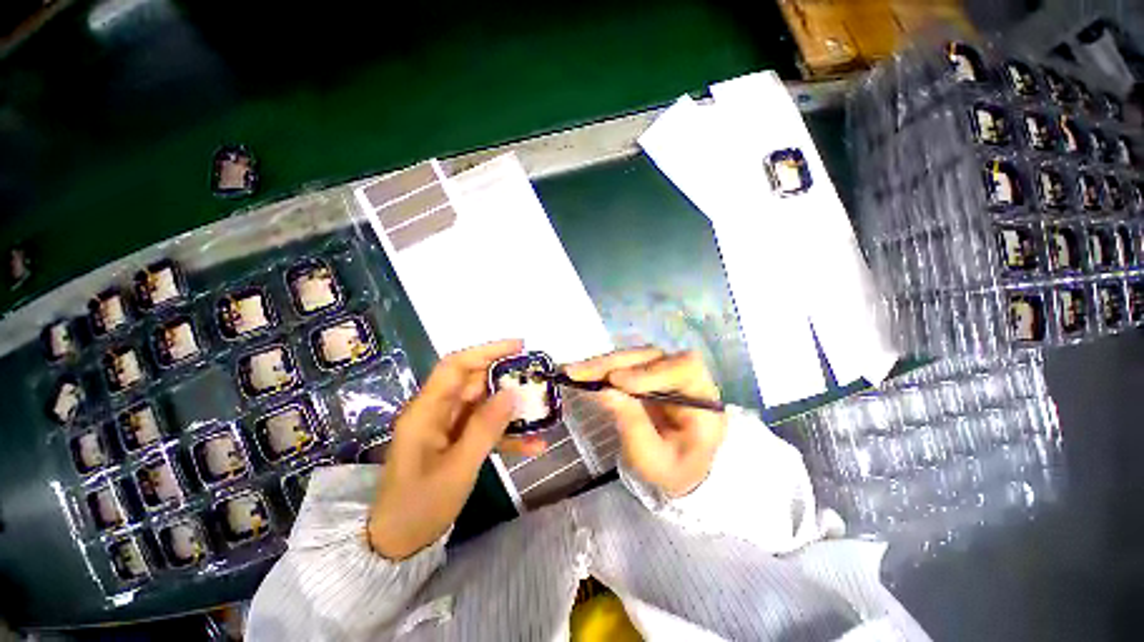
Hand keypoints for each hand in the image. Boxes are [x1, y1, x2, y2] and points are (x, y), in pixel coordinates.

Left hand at [368, 339, 524, 559]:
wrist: (398, 545)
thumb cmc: (420, 507)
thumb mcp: (457, 469)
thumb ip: (485, 429)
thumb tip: (511, 393)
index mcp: (426, 411)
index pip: (455, 366)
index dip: (487, 351)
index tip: (519, 347)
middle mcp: (436, 412)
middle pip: (474, 382)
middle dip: (506, 378)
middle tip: (536, 379)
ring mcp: (447, 427)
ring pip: (484, 404)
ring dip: (511, 407)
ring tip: (540, 409)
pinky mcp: (457, 441)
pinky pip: (485, 428)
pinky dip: (507, 434)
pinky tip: (534, 445)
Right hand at [566, 348, 727, 497]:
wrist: (676, 469)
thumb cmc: (671, 470)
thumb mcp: (653, 459)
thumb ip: (632, 426)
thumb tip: (605, 391)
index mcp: (704, 402)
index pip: (685, 369)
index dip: (650, 371)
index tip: (617, 382)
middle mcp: (688, 379)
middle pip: (654, 357)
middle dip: (615, 364)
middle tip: (580, 373)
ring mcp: (667, 373)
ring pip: (636, 356)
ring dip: (604, 364)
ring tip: (575, 372)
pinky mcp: (649, 374)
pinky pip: (626, 364)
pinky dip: (603, 368)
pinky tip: (584, 372)